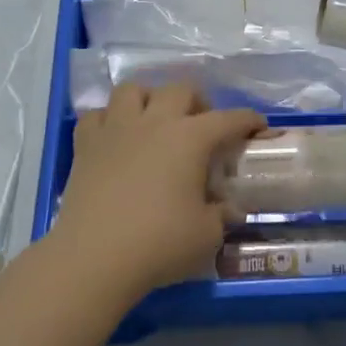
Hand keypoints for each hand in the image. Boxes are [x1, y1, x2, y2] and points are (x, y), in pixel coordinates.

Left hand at [52, 82, 264, 298]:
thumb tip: (227, 209)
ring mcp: (116, 129)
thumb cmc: (159, 243)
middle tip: (201, 126)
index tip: (259, 126)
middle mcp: (155, 122)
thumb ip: (221, 215)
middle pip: (180, 89)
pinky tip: (115, 138)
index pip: (229, 118)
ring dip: (148, 99)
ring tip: (154, 122)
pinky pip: (96, 115)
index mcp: (190, 138)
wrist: (94, 256)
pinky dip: (108, 120)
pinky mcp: (85, 145)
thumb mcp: (207, 235)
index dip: (248, 120)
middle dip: (197, 101)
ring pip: (133, 90)